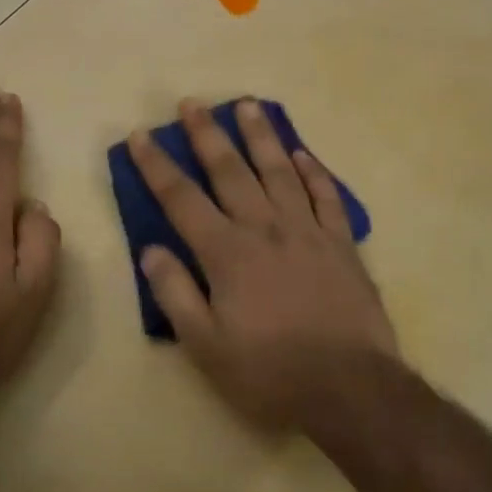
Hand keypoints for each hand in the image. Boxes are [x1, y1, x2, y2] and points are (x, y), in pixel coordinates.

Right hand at [128, 98, 396, 429]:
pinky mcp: (342, 244)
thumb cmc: (269, 373)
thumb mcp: (206, 345)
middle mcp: (265, 229)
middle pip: (230, 171)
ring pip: (280, 171)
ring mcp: (308, 232)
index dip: (157, 165)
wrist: (350, 388)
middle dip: (207, 135)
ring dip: (261, 136)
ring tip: (248, 105)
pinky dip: (314, 172)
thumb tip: (150, 249)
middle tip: (192, 102)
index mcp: (227, 253)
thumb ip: (175, 293)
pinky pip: (327, 196)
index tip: (140, 135)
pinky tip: (302, 154)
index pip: (181, 198)